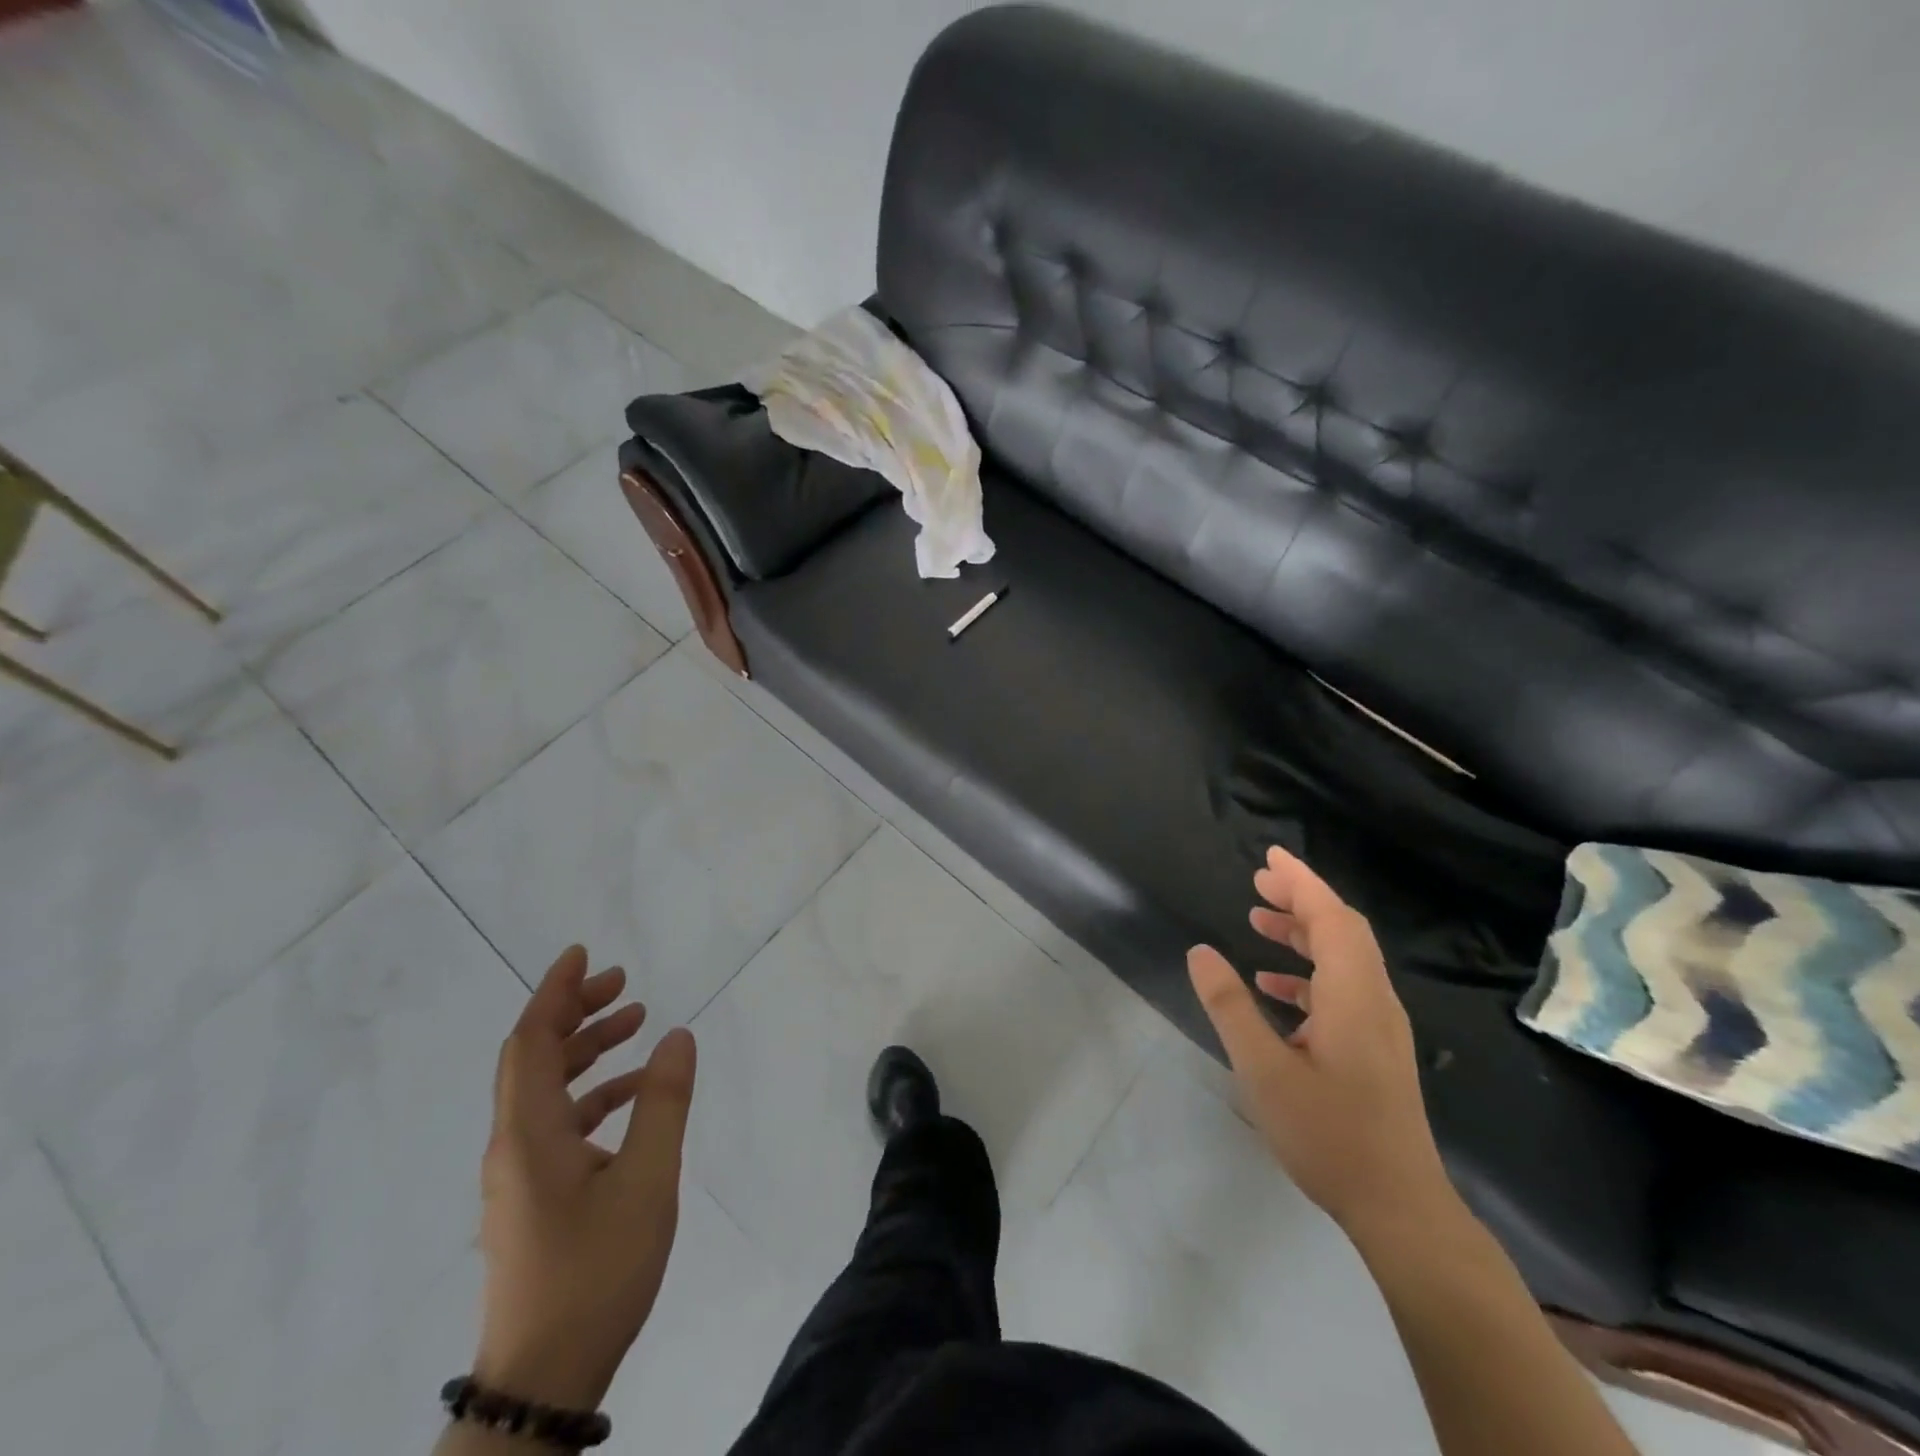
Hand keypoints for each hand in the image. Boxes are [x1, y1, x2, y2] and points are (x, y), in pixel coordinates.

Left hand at [474, 946, 696, 1410]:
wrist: (543, 1379)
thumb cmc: (595, 1272)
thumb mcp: (647, 1181)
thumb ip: (664, 1102)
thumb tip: (677, 1035)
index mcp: (530, 1133)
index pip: (532, 1041)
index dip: (554, 992)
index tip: (581, 953)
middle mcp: (514, 1145)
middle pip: (535, 1057)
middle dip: (575, 1011)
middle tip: (622, 983)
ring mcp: (520, 1175)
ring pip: (547, 1089)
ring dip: (587, 1050)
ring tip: (636, 1024)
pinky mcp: (533, 1198)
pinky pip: (558, 1123)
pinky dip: (593, 1094)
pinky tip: (633, 1098)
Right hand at [1188, 847, 1451, 1236]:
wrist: (1400, 1208)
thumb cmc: (1329, 1134)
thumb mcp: (1264, 1069)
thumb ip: (1231, 1005)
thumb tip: (1200, 951)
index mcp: (1353, 996)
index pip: (1331, 918)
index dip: (1301, 882)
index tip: (1270, 856)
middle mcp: (1374, 1001)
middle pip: (1342, 931)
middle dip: (1301, 900)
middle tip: (1259, 882)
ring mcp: (1379, 1027)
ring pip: (1344, 959)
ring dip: (1304, 934)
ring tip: (1258, 923)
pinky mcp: (1375, 1050)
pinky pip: (1342, 989)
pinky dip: (1308, 973)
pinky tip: (1274, 987)